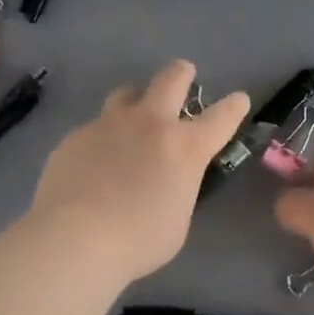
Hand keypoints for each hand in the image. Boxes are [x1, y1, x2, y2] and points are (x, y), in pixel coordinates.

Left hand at [30, 60, 249, 285]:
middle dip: (182, 74)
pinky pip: (95, 128)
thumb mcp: (177, 220)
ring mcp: (109, 125)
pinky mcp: (76, 136)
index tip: (238, 100)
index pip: (221, 117)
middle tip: (184, 75)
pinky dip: (103, 139)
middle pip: (171, 79)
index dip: (234, 107)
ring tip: (133, 117)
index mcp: (185, 148)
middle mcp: (150, 124)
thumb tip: (168, 181)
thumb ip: (179, 189)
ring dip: (136, 100)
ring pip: (126, 94)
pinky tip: (94, 163)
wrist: (75, 238)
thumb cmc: (138, 240)